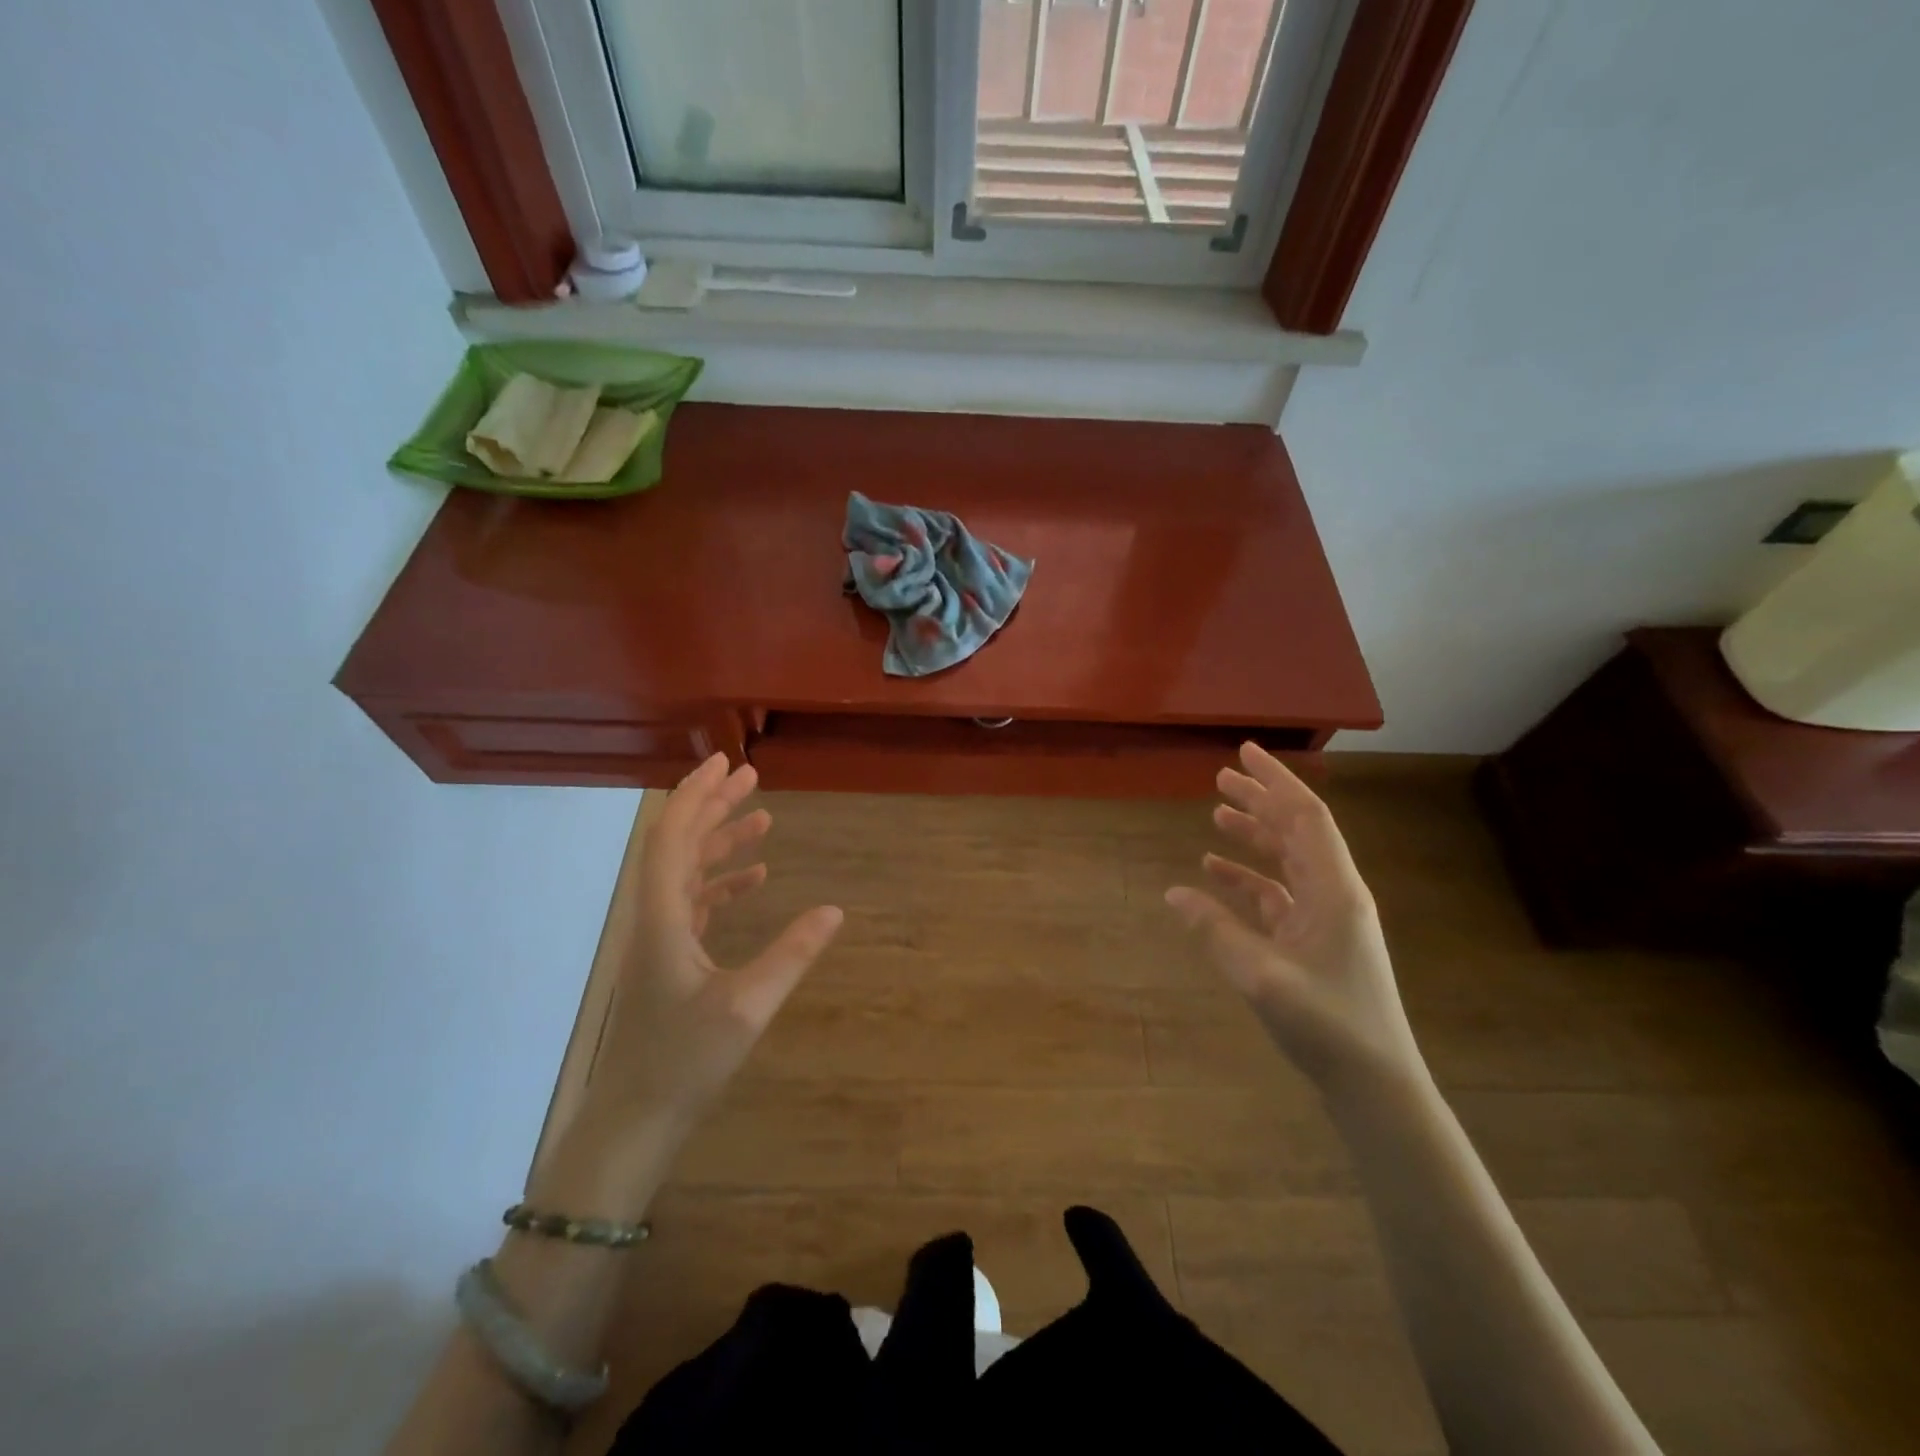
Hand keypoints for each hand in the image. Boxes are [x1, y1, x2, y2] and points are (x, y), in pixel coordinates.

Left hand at [572, 754, 843, 1154]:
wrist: (633, 1122)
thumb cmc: (684, 1062)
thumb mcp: (748, 1007)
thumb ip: (792, 954)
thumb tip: (835, 909)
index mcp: (662, 918)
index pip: (672, 838)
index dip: (695, 795)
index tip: (725, 764)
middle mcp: (654, 918)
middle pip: (679, 845)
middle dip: (713, 807)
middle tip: (751, 778)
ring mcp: (659, 940)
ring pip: (687, 873)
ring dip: (721, 843)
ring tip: (763, 820)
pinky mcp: (668, 961)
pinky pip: (694, 903)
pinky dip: (722, 883)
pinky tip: (755, 879)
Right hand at [1165, 742, 1423, 1090]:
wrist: (1376, 1084)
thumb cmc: (1328, 1025)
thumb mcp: (1262, 976)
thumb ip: (1216, 931)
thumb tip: (1174, 893)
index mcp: (1335, 889)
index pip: (1305, 816)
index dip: (1274, 780)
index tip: (1243, 753)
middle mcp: (1335, 893)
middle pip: (1296, 831)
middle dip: (1261, 800)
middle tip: (1221, 777)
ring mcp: (1327, 918)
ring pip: (1287, 860)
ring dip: (1254, 835)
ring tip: (1216, 816)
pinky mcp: (1315, 941)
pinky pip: (1278, 894)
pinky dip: (1248, 879)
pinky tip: (1216, 876)